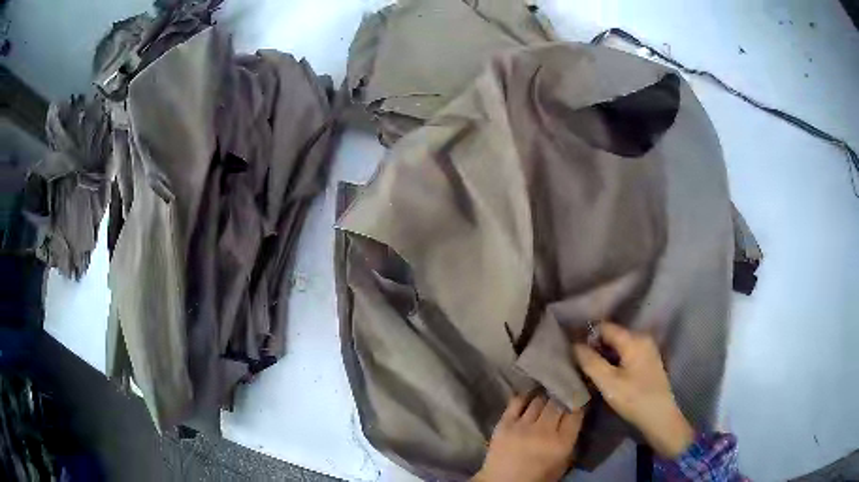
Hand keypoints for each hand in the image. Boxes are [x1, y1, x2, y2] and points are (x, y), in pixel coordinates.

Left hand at [474, 395, 584, 481]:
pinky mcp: (504, 424)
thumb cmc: (537, 476)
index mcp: (561, 443)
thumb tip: (574, 416)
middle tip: (563, 395)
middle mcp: (544, 431)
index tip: (578, 398)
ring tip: (547, 396)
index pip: (575, 412)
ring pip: (539, 400)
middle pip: (557, 403)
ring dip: (545, 397)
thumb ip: (570, 440)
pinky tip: (529, 397)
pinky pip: (517, 402)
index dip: (578, 402)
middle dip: (562, 397)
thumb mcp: (562, 462)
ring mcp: (522, 426)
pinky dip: (525, 397)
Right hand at [572, 321, 693, 458]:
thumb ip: (590, 362)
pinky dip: (615, 361)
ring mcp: (648, 349)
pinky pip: (627, 354)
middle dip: (596, 348)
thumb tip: (574, 345)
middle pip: (613, 335)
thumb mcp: (608, 382)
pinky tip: (609, 376)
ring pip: (619, 346)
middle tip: (582, 365)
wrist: (660, 417)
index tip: (574, 353)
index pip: (604, 327)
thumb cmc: (634, 398)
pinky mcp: (649, 361)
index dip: (588, 337)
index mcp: (634, 339)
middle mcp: (643, 338)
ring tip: (593, 372)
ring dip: (605, 356)